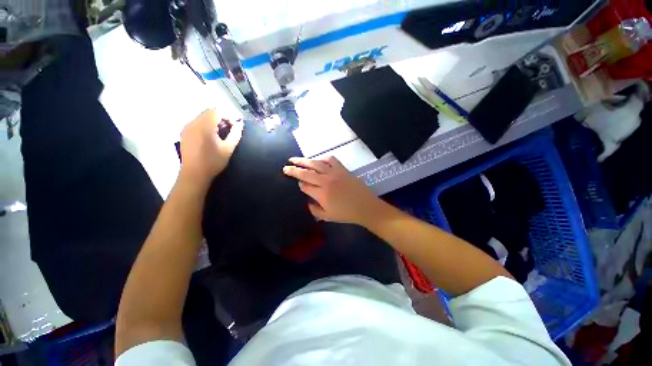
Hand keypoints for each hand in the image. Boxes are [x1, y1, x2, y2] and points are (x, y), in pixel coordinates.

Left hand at [179, 109, 242, 184]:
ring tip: (222, 132)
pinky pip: (197, 122)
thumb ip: (235, 134)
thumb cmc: (213, 162)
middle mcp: (193, 123)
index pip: (217, 111)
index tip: (235, 124)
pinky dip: (206, 124)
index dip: (228, 115)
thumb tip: (240, 124)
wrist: (194, 174)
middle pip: (209, 112)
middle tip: (230, 128)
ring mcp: (187, 127)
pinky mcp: (184, 132)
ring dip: (214, 120)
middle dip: (222, 117)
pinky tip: (211, 135)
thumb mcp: (228, 149)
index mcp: (204, 126)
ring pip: (203, 116)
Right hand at [283, 156, 382, 224]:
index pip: (305, 186)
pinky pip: (331, 160)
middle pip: (306, 173)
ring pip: (316, 163)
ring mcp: (334, 173)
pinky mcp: (343, 169)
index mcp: (321, 194)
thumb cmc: (346, 214)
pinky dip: (322, 158)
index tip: (298, 184)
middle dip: (294, 169)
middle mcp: (326, 181)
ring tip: (295, 159)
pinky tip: (318, 160)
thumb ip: (314, 210)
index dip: (300, 185)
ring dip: (304, 160)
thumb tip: (307, 201)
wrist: (365, 207)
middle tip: (286, 166)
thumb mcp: (327, 217)